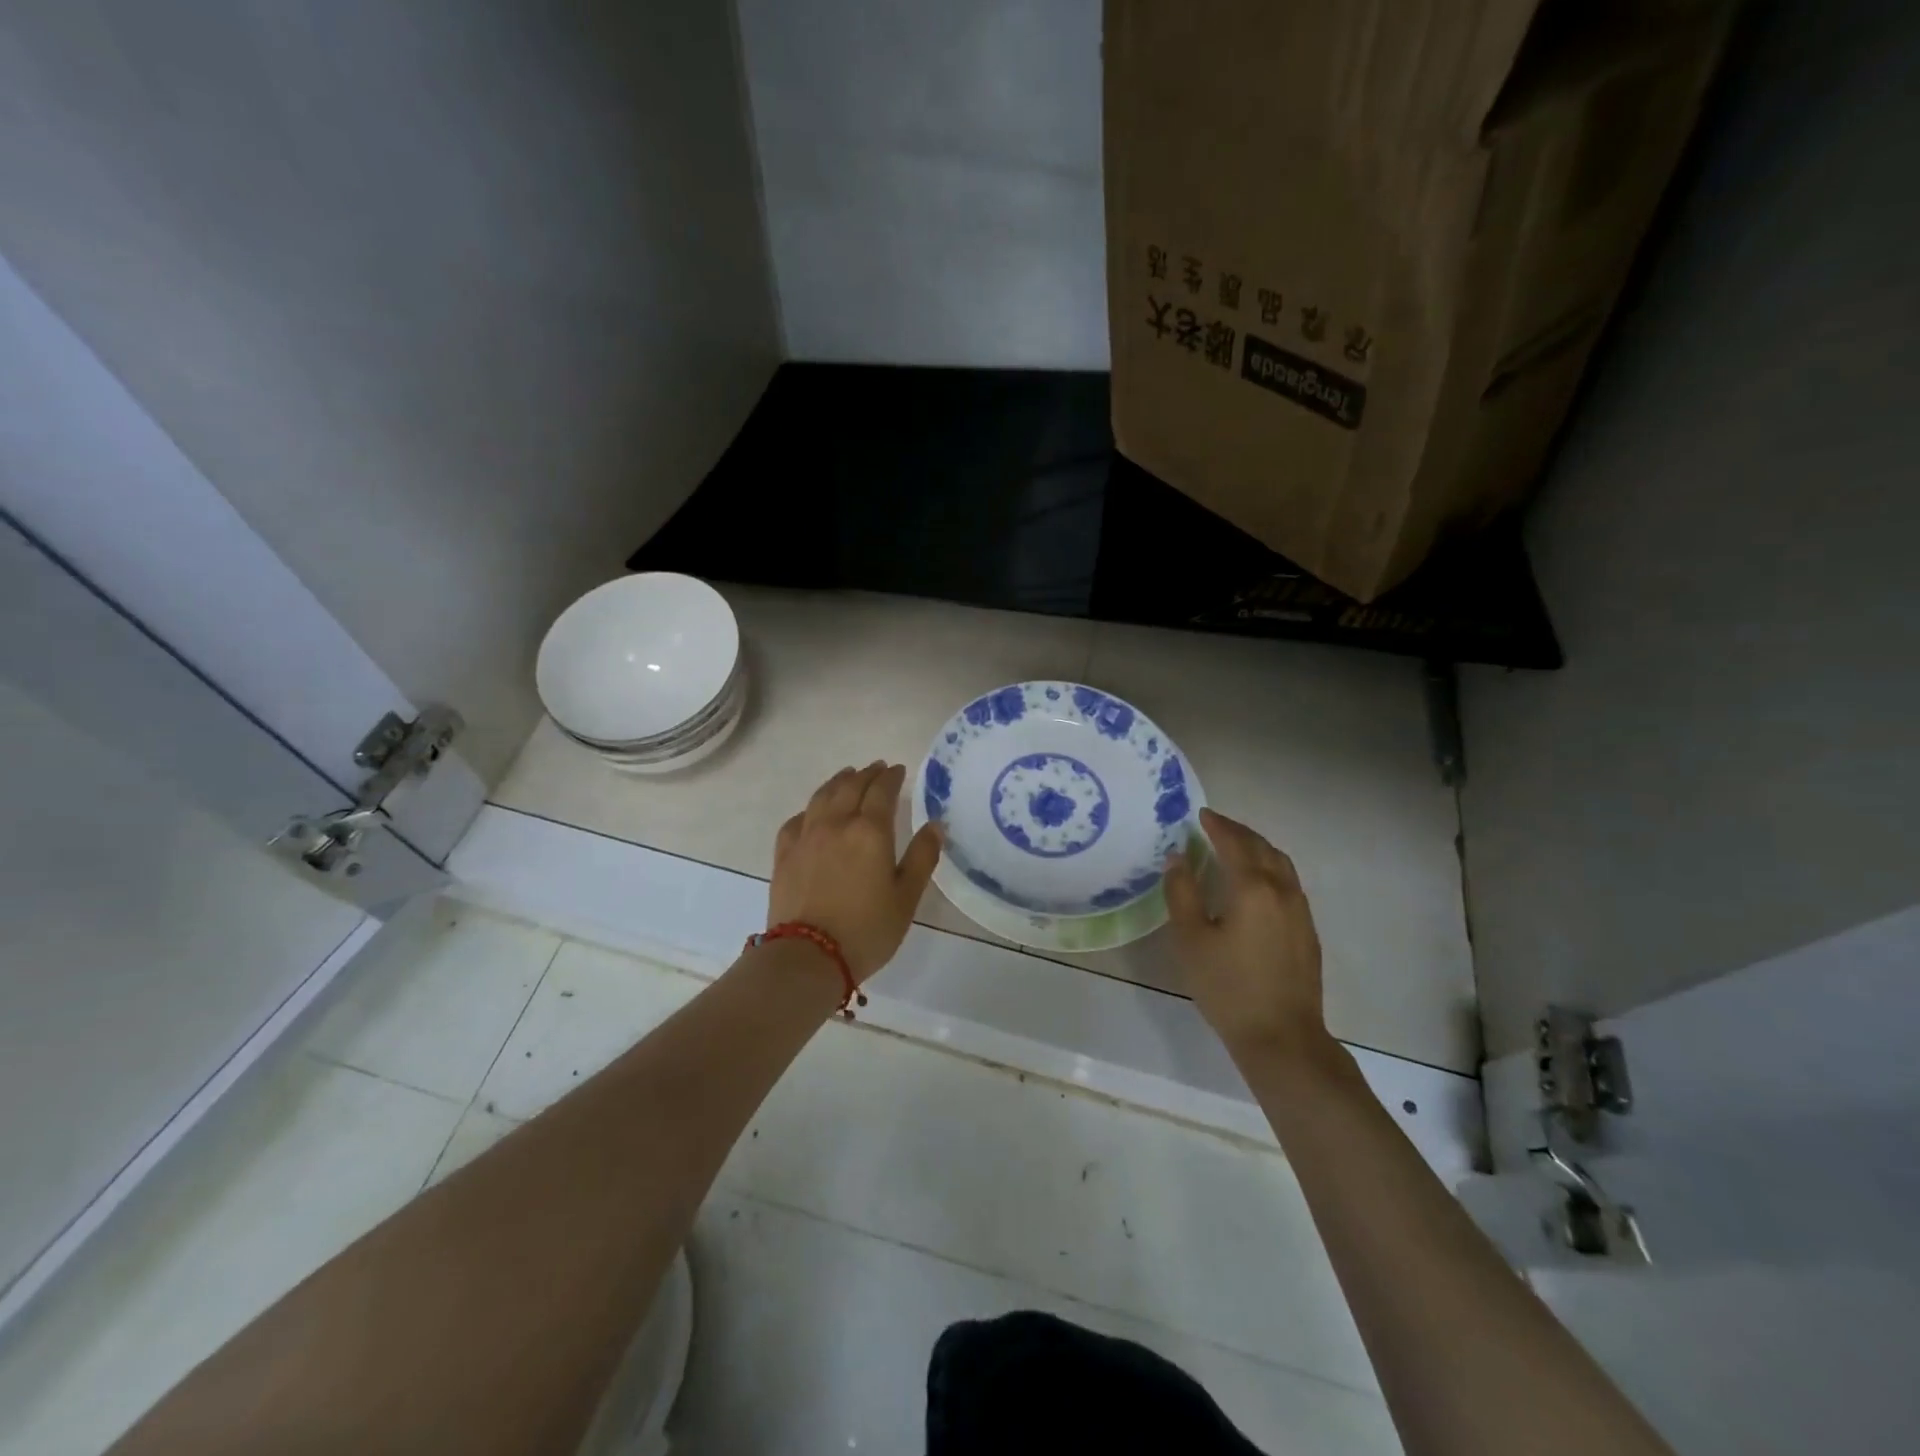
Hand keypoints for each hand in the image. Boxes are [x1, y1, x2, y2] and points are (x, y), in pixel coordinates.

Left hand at [770, 762, 942, 980]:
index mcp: (870, 831)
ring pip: (822, 796)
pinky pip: (797, 820)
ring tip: (847, 776)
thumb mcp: (906, 897)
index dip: (891, 777)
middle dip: (866, 774)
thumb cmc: (867, 929)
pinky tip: (813, 813)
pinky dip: (810, 809)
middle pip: (850, 787)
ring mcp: (806, 837)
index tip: (899, 769)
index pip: (881, 791)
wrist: (808, 956)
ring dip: (837, 782)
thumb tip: (935, 825)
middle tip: (877, 768)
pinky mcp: (785, 854)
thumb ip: (922, 857)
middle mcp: (836, 824)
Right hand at [1164, 808, 1328, 1059]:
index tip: (1200, 814)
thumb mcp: (1191, 940)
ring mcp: (1300, 911)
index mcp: (1252, 888)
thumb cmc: (1228, 987)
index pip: (1234, 843)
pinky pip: (1289, 882)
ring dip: (1257, 847)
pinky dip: (1270, 867)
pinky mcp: (1307, 931)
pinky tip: (1256, 882)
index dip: (1217, 826)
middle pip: (1262, 848)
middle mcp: (1282, 891)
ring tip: (1236, 846)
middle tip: (1215, 825)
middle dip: (1238, 832)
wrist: (1282, 1037)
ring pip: (1281, 864)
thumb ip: (1182, 893)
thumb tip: (1177, 858)